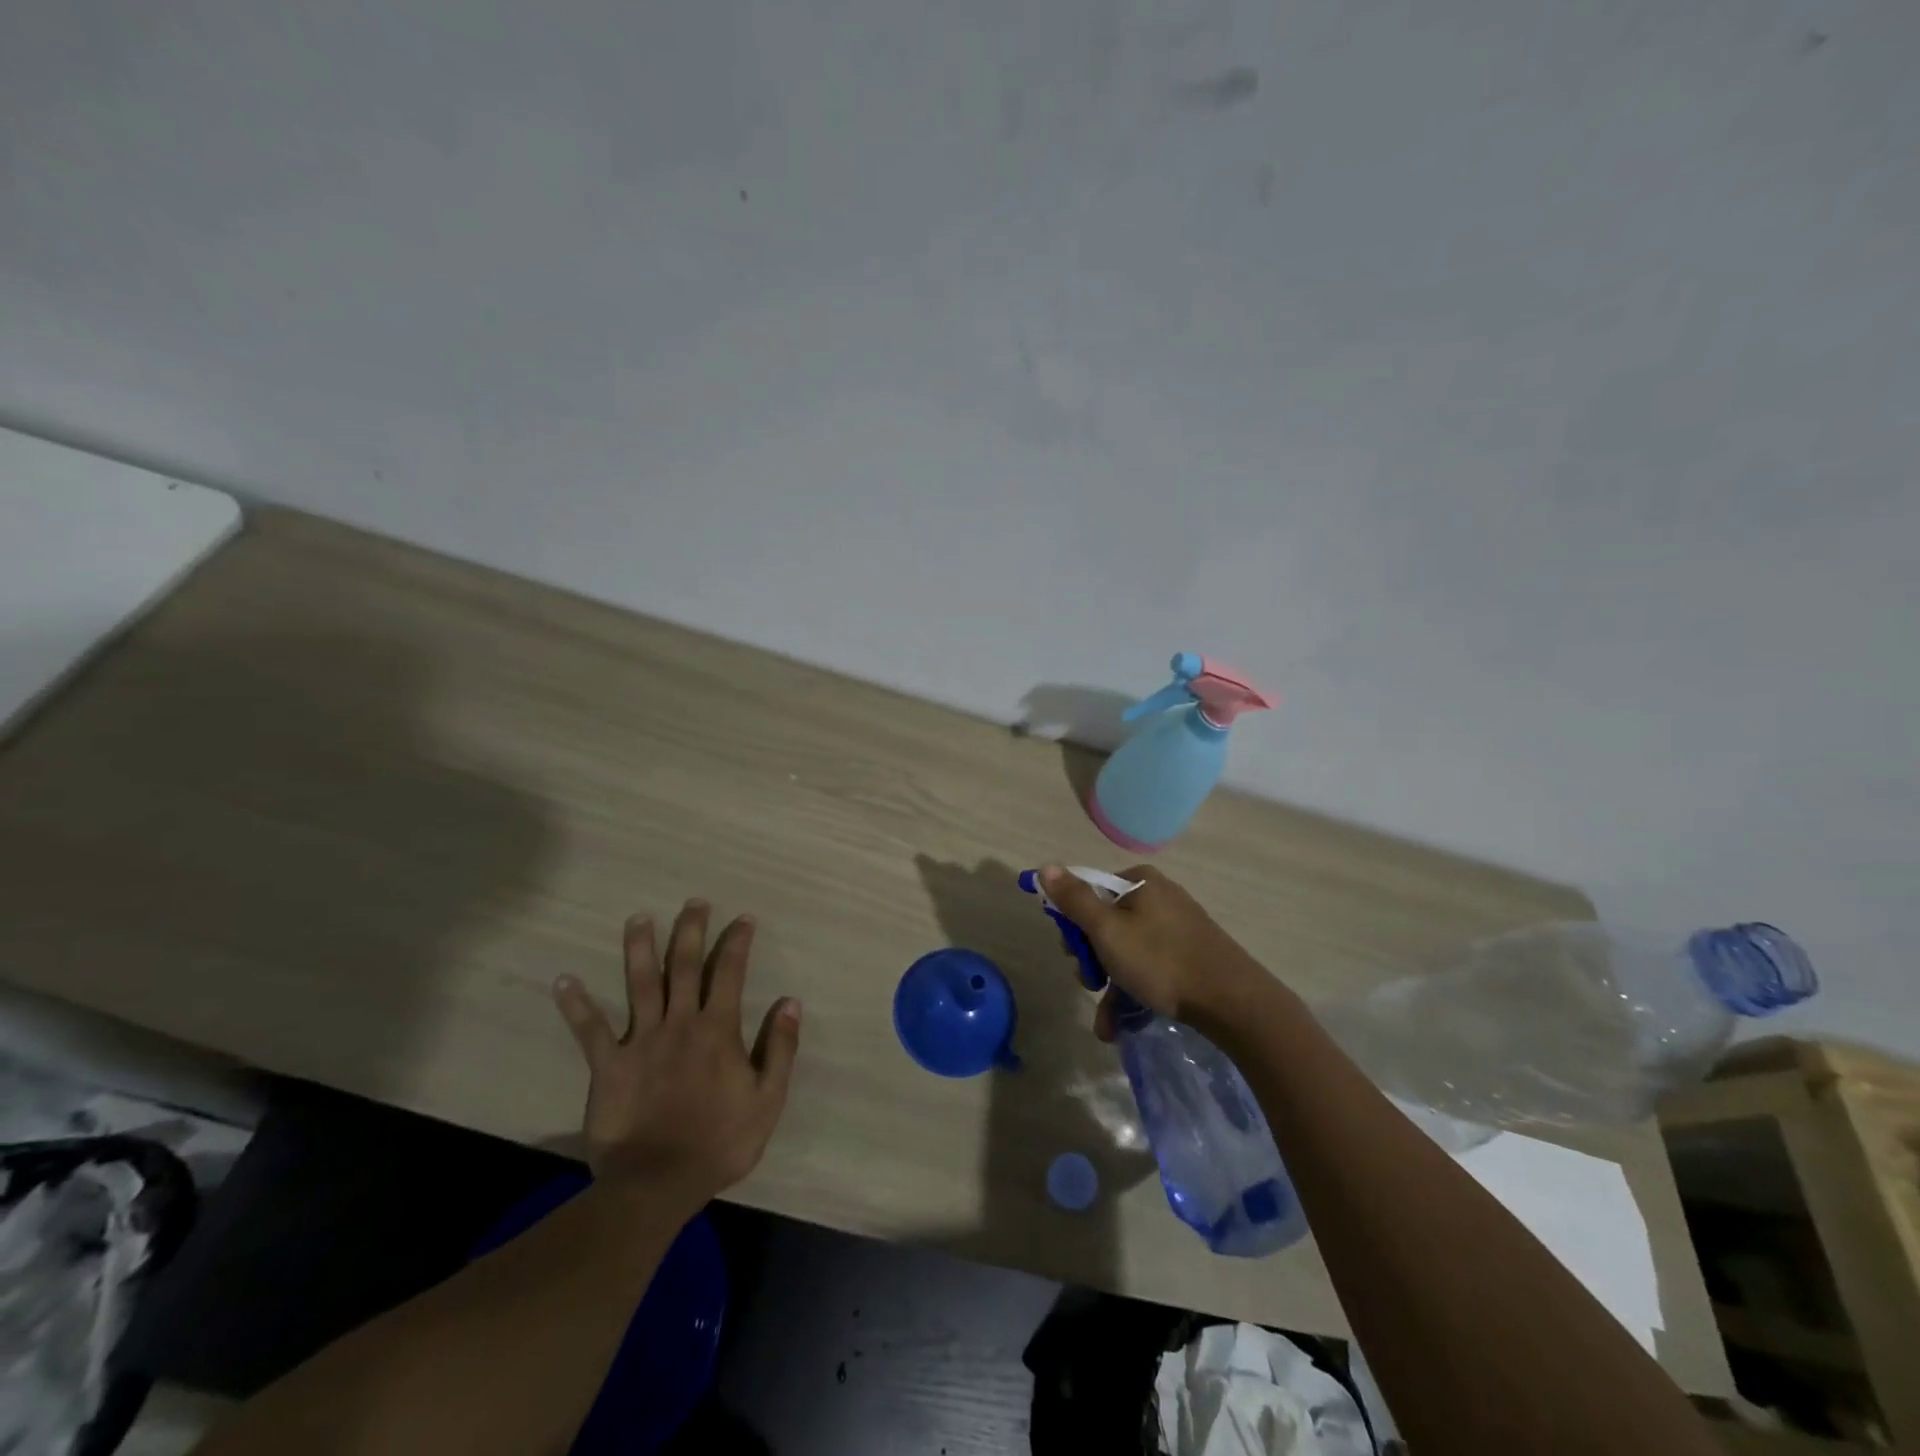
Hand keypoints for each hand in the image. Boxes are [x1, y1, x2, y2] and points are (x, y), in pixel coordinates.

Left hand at [553, 899, 799, 1208]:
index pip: (731, 973)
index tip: (743, 919)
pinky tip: (563, 980)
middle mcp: (680, 1023)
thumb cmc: (719, 1143)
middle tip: (693, 903)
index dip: (738, 942)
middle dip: (691, 930)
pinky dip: (576, 1005)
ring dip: (639, 948)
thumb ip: (781, 1049)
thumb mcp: (767, 1100)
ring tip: (638, 918)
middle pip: (685, 965)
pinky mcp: (609, 1065)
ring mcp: (641, 1041)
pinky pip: (590, 1030)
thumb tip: (791, 1002)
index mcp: (718, 1030)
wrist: (658, 1185)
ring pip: (640, 984)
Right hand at [1040, 864, 1267, 1040]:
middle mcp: (1159, 897)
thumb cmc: (1161, 960)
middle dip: (1093, 960)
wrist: (1233, 1002)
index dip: (1074, 924)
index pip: (1090, 893)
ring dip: (1110, 986)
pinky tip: (1122, 1024)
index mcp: (1140, 881)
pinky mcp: (1191, 954)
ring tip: (1107, 1024)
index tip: (1072, 953)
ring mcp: (1177, 926)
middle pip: (1107, 924)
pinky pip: (1150, 967)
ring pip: (1127, 951)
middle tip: (1091, 984)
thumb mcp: (1107, 930)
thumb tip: (1045, 866)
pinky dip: (1134, 992)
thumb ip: (1074, 900)